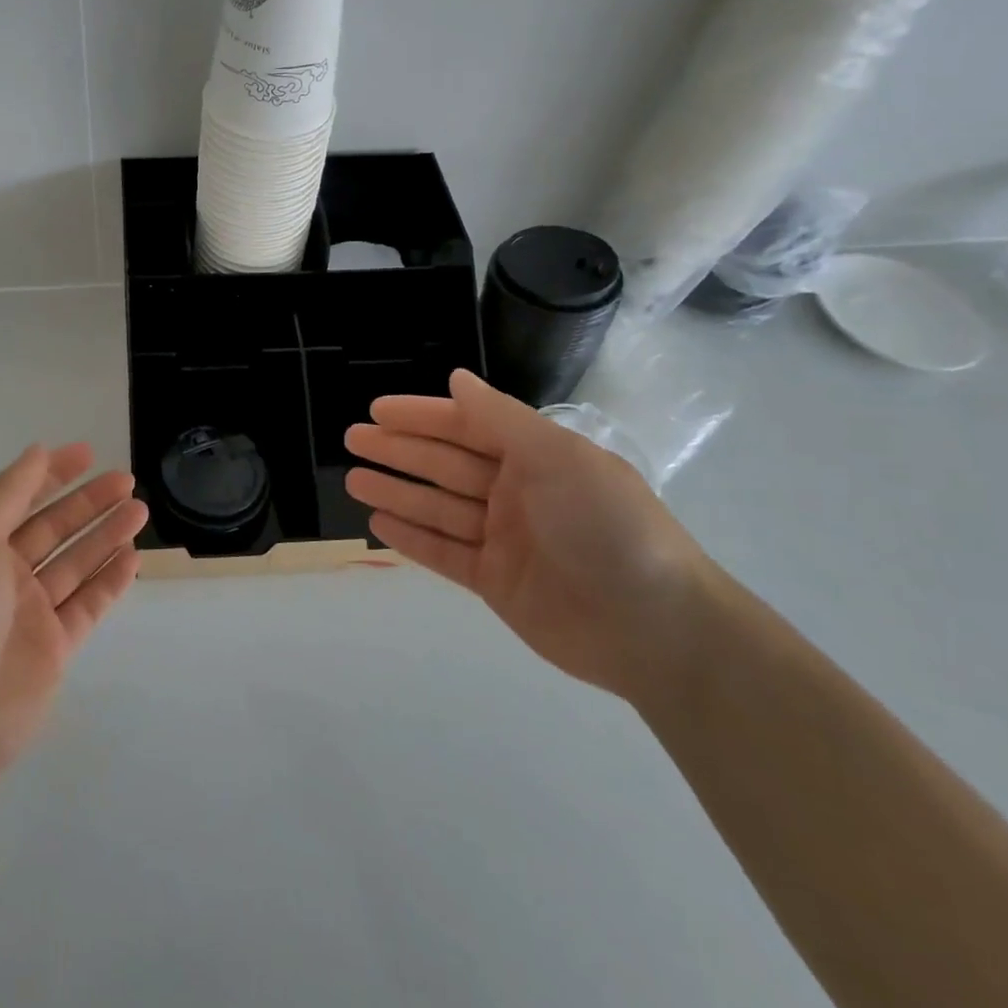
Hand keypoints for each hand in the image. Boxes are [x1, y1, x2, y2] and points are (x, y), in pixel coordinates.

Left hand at [0, 444, 145, 780]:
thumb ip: (7, 495)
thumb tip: (37, 450)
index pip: (20, 499)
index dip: (52, 475)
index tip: (87, 454)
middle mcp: (4, 576)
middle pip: (54, 529)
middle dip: (89, 503)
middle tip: (127, 481)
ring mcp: (31, 613)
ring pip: (76, 564)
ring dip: (106, 535)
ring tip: (140, 510)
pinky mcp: (56, 647)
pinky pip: (88, 604)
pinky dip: (110, 580)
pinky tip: (133, 557)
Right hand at [345, 369, 707, 700]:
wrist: (655, 628)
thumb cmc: (607, 526)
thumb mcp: (558, 457)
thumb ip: (501, 418)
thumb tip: (457, 378)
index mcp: (535, 456)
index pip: (465, 426)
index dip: (420, 416)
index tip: (376, 409)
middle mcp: (516, 492)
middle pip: (444, 464)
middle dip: (398, 450)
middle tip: (351, 440)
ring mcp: (504, 538)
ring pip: (437, 507)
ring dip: (396, 492)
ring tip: (352, 481)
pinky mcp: (495, 581)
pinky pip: (444, 552)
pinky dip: (412, 538)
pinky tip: (379, 524)